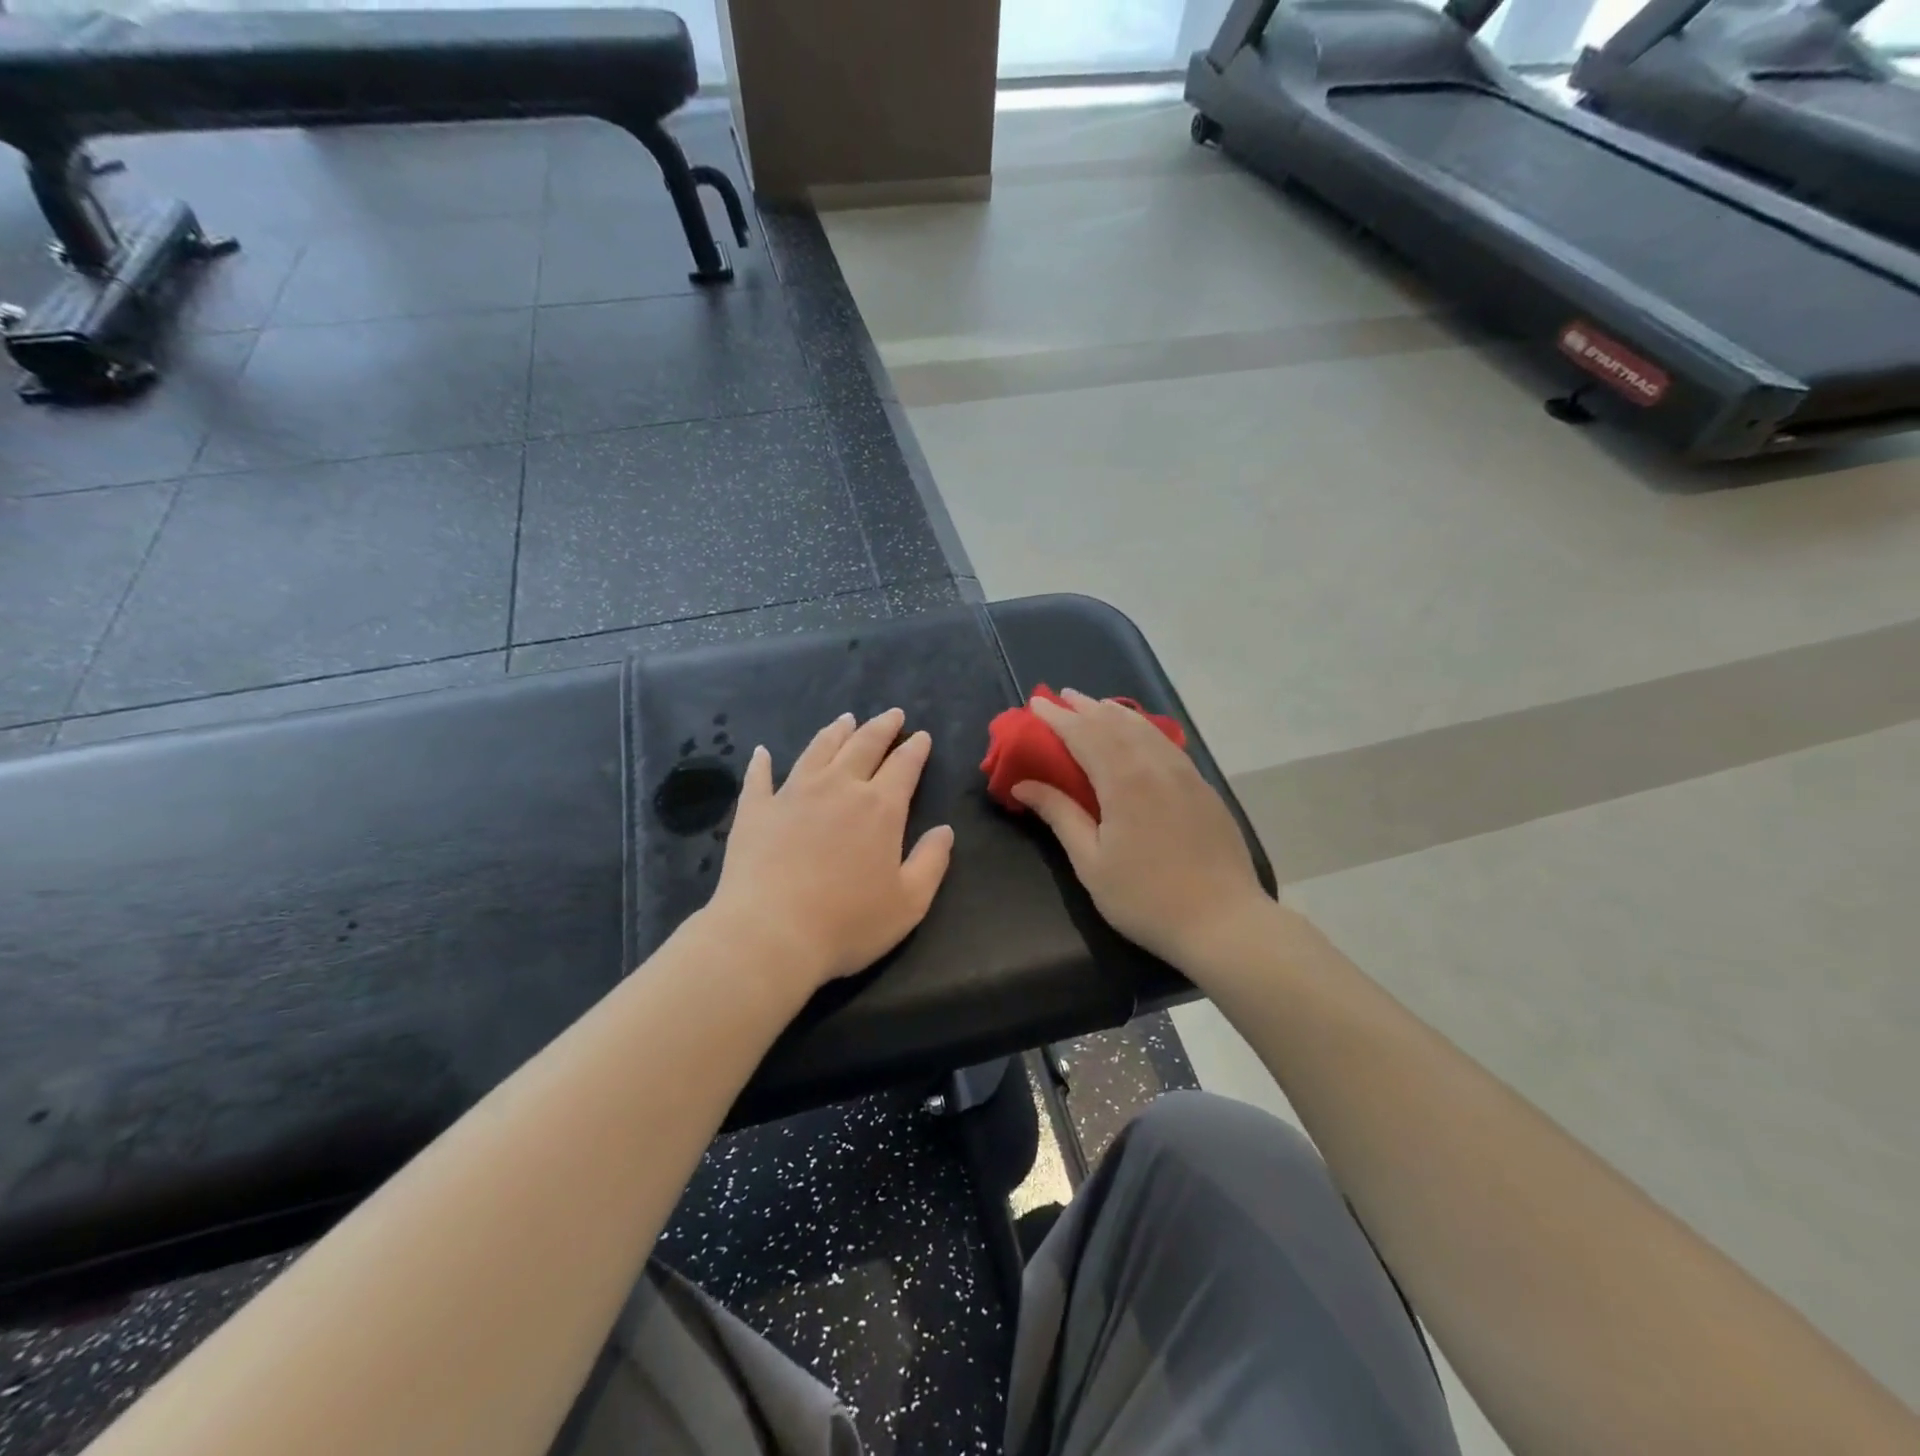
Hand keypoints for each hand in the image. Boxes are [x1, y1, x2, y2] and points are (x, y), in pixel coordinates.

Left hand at [707, 708, 954, 988]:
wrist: (770, 935)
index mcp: (879, 808)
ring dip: (835, 732)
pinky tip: (762, 753)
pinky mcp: (756, 810)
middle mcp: (838, 788)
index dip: (915, 749)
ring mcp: (792, 794)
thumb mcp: (909, 903)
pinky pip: (759, 778)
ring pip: (818, 750)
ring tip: (846, 720)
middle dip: (881, 727)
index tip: (921, 736)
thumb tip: (945, 830)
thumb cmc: (847, 924)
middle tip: (892, 714)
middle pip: (863, 745)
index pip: (903, 765)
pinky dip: (761, 763)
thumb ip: (931, 862)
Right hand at [1012, 690, 1268, 971]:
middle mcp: (1155, 765)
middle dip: (1085, 707)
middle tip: (1061, 697)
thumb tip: (1023, 784)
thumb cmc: (1145, 898)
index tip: (1036, 704)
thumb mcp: (1091, 862)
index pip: (1084, 734)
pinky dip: (1143, 729)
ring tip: (1095, 706)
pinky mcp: (1203, 788)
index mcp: (1124, 780)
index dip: (1057, 718)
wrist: (1223, 922)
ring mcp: (1185, 774)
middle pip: (1115, 723)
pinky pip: (1166, 743)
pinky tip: (1138, 734)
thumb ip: (1059, 815)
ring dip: (1115, 713)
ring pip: (1145, 729)